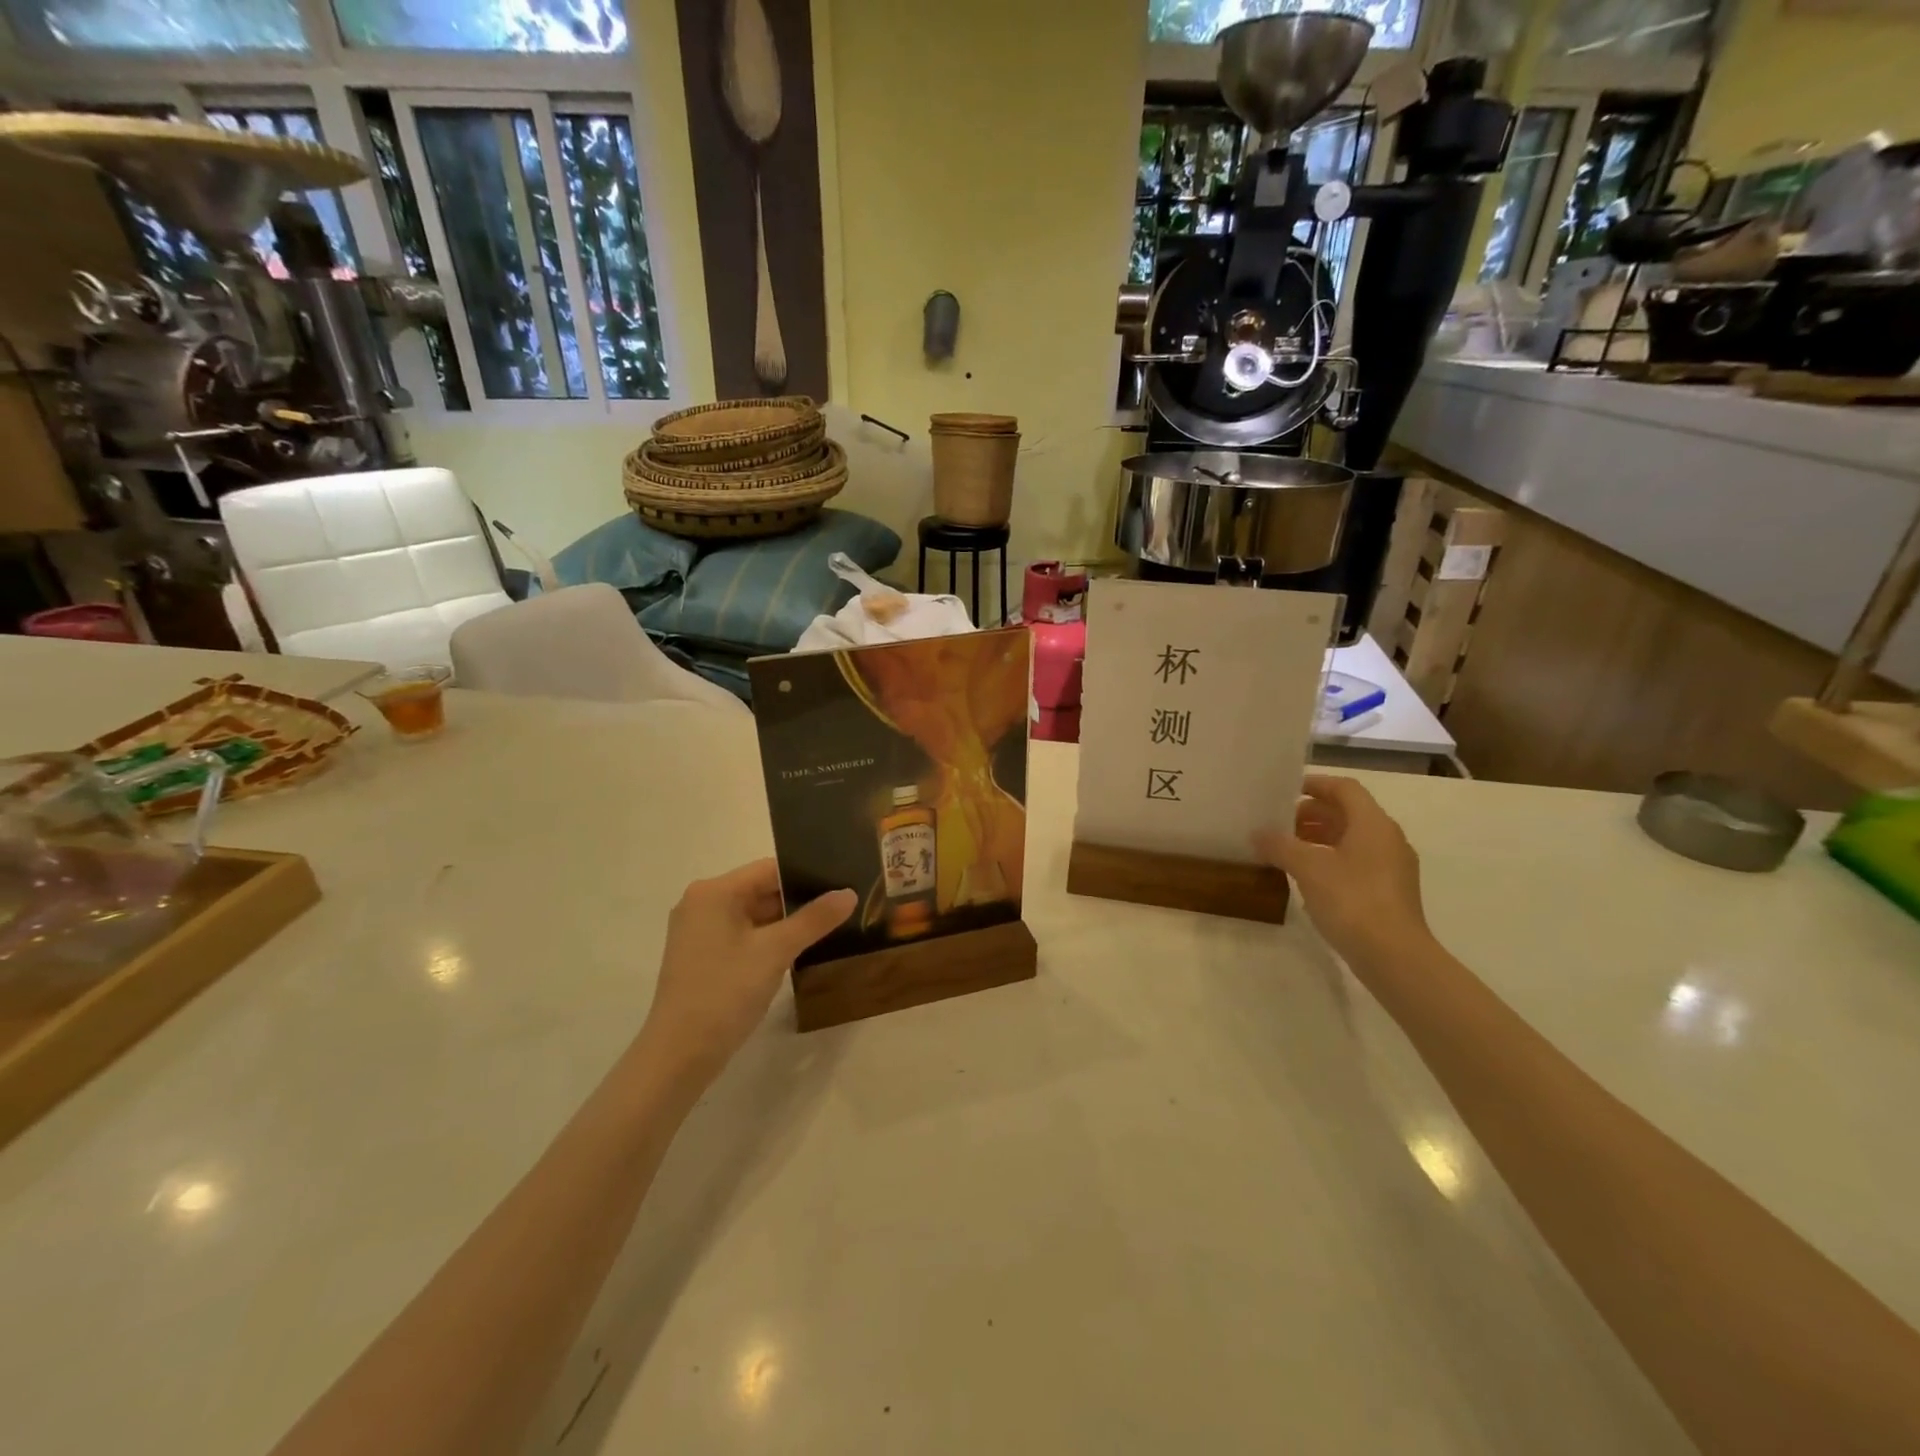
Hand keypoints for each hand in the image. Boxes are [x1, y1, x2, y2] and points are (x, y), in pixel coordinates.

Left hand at [639, 860, 855, 1083]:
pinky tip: (798, 950)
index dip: (806, 874)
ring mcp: (699, 931)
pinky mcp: (702, 956)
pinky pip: (743, 935)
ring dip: (785, 922)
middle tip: (842, 906)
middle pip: (760, 890)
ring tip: (828, 925)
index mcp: (714, 892)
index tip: (841, 883)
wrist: (679, 1055)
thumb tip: (849, 893)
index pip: (769, 869)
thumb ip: (814, 919)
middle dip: (799, 900)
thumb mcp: (775, 951)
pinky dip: (768, 939)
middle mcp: (702, 903)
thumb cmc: (725, 992)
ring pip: (753, 915)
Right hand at [1255, 775, 1430, 969]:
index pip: (1344, 788)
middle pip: (1348, 813)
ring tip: (1287, 850)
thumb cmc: (1352, 901)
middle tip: (1279, 824)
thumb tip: (1257, 834)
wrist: (1394, 957)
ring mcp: (1392, 867)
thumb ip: (1280, 846)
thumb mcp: (1308, 868)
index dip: (1315, 784)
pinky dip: (1331, 860)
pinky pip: (1356, 862)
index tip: (1284, 792)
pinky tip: (1307, 878)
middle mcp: (1387, 838)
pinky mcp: (1389, 892)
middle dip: (1312, 815)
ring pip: (1352, 839)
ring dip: (1320, 838)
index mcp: (1373, 823)